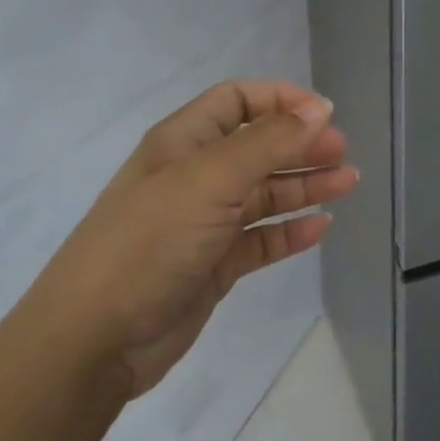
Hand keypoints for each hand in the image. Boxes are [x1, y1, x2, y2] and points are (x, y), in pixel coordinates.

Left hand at [19, 80, 356, 398]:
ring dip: (305, 185)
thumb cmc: (150, 242)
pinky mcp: (212, 264)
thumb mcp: (210, 180)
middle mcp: (195, 176)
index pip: (237, 100)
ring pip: (264, 193)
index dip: (281, 100)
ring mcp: (203, 222)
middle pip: (258, 146)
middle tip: (341, 153)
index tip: (323, 114)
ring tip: (347, 183)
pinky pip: (260, 238)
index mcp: (183, 143)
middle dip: (301, 144)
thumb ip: (269, 142)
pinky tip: (320, 227)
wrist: (92, 341)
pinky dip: (290, 230)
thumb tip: (320, 109)